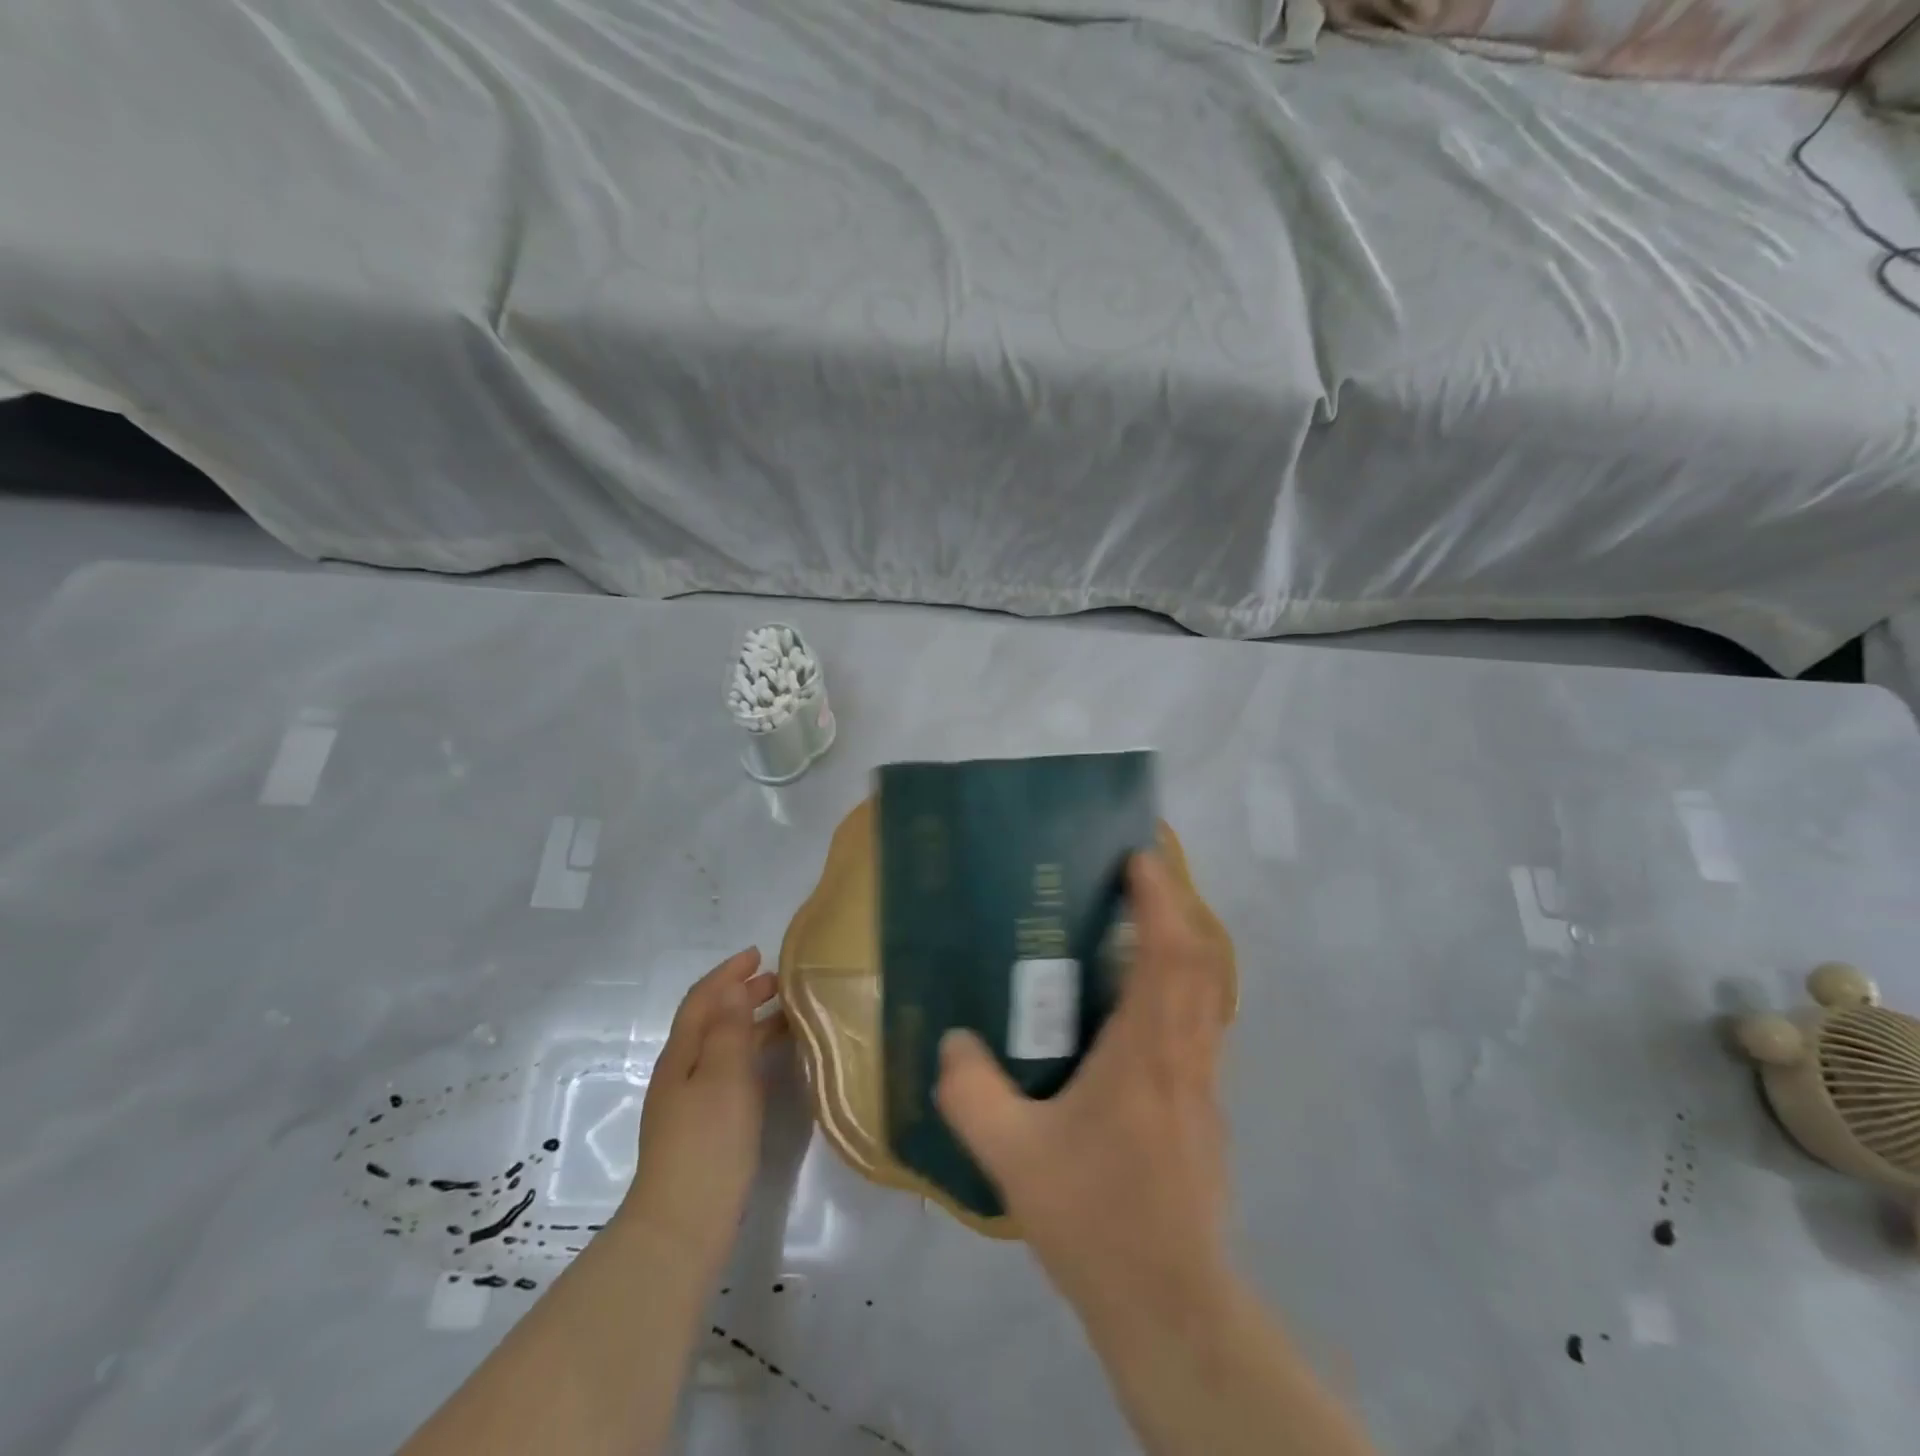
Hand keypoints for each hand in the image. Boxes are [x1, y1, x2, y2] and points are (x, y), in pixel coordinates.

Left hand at [622, 948, 787, 1274]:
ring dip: (749, 1023)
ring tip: (787, 1016)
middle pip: (710, 1020)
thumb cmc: (707, 1143)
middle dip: (741, 995)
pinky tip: (773, 1064)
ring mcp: (690, 1103)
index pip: (702, 1000)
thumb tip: (732, 987)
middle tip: (779, 982)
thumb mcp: (724, 1077)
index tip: (758, 954)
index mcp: (681, 1055)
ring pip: (721, 1047)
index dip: (727, 973)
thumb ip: (729, 1030)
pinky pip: (729, 1072)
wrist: (682, 1227)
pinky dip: (751, 1054)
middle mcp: (681, 1073)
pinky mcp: (704, 1128)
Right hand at [936, 854, 1234, 1324]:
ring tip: (1141, 931)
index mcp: (1145, 1051)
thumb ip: (971, 1091)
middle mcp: (1184, 1055)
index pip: (1166, 953)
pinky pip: (1201, 1028)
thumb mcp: (1011, 1154)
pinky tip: (1141, 1013)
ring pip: (1206, 995)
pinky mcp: (1206, 1113)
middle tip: (1139, 881)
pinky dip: (1182, 993)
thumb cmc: (1094, 1216)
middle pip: (1198, 962)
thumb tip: (951, 1041)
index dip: (1158, 899)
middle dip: (1175, 909)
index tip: (1140, 858)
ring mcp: (1204, 1085)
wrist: (1168, 1303)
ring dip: (1183, 949)